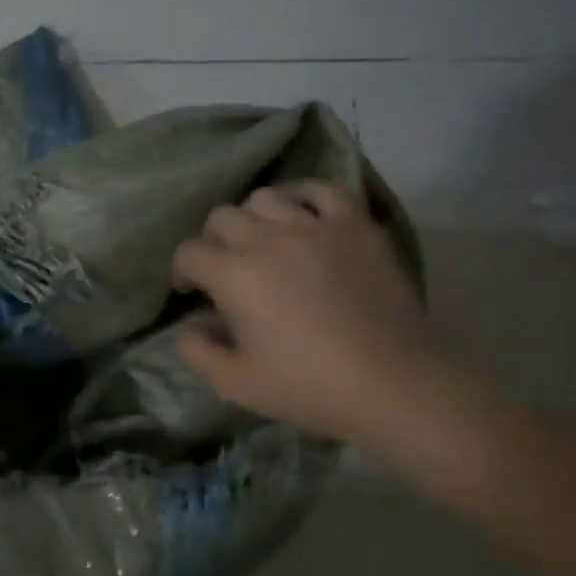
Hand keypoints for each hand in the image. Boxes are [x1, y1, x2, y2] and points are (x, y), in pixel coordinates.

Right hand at [172, 181, 436, 441]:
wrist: (393, 382)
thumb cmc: (307, 386)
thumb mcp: (234, 383)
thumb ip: (197, 352)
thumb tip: (190, 326)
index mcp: (234, 275)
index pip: (189, 253)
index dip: (182, 271)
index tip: (191, 292)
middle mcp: (268, 239)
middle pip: (222, 217)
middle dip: (212, 241)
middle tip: (224, 268)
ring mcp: (316, 227)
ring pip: (266, 198)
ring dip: (252, 218)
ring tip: (262, 243)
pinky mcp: (356, 226)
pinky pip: (322, 190)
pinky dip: (303, 197)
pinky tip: (301, 217)